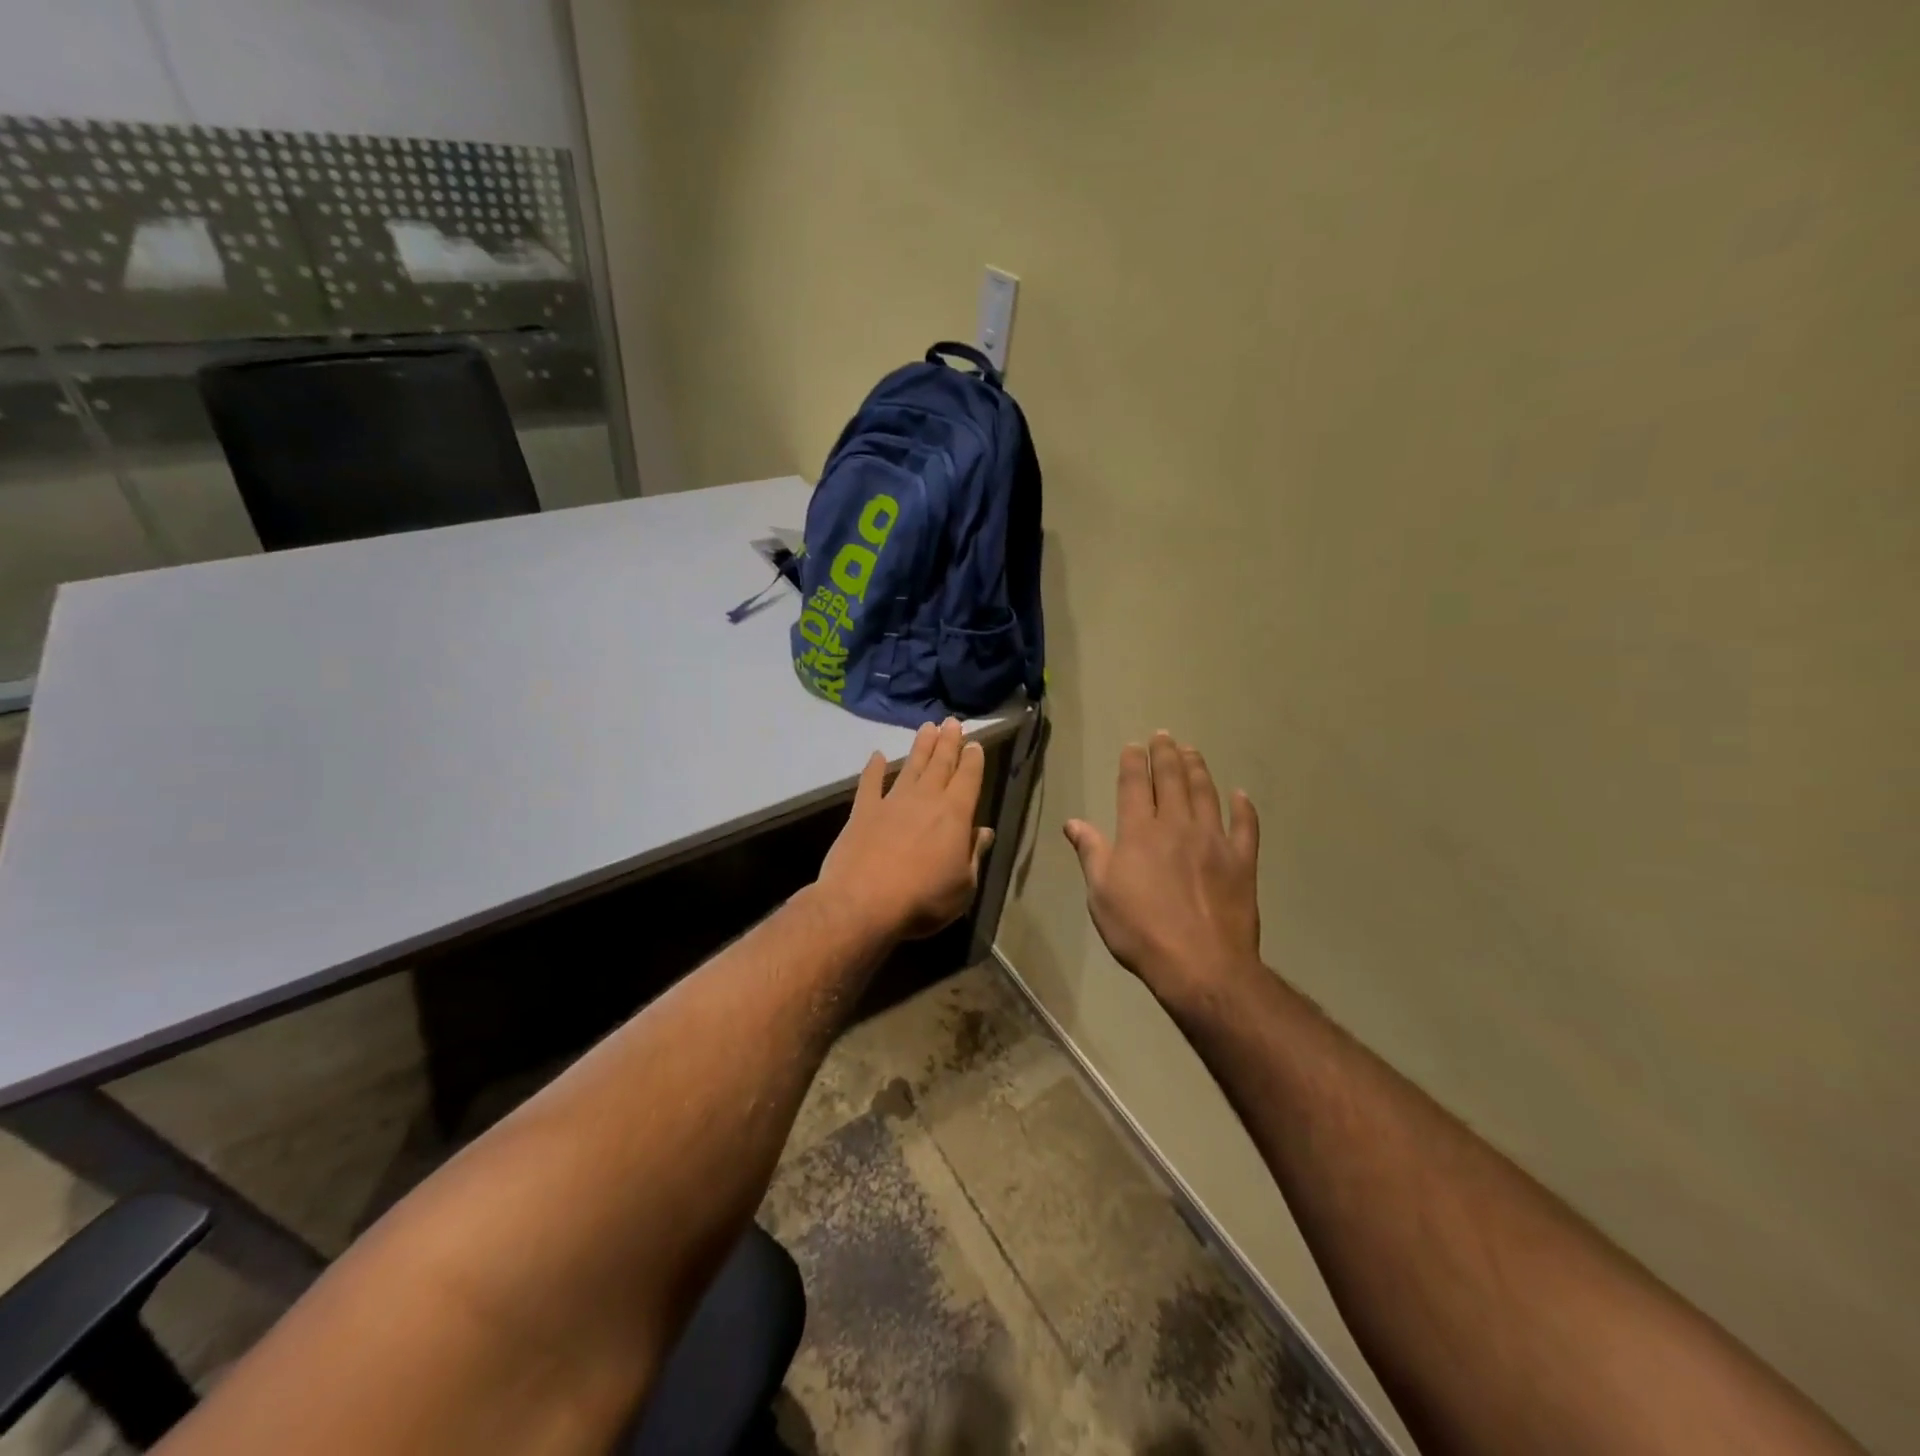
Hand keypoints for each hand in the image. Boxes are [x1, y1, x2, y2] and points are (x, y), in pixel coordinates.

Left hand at [817, 718, 994, 941]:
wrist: (862, 904)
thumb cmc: (922, 900)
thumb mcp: (963, 886)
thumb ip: (973, 855)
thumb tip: (984, 832)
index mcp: (955, 815)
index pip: (968, 779)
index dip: (973, 760)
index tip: (975, 743)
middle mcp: (925, 800)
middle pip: (940, 764)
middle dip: (949, 742)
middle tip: (952, 722)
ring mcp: (892, 802)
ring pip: (910, 767)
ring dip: (920, 747)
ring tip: (927, 727)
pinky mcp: (862, 812)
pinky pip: (870, 784)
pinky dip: (874, 768)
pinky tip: (876, 755)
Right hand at [1065, 733, 1262, 1010]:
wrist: (1200, 964)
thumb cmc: (1140, 931)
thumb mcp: (1101, 894)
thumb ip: (1091, 853)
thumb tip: (1073, 822)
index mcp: (1139, 831)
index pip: (1134, 785)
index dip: (1133, 762)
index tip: (1134, 746)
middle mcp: (1177, 825)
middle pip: (1171, 779)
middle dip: (1166, 754)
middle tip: (1164, 736)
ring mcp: (1214, 840)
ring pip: (1206, 793)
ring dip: (1198, 768)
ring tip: (1192, 751)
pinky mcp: (1242, 861)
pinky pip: (1245, 826)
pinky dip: (1243, 808)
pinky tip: (1240, 795)